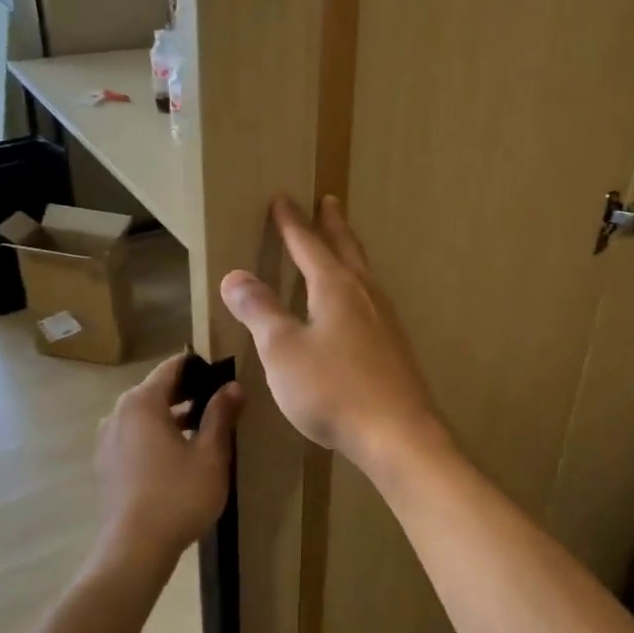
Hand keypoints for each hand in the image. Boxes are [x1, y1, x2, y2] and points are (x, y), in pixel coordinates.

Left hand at [94, 354, 241, 576]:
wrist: (135, 549)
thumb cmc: (178, 495)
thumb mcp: (211, 453)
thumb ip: (221, 414)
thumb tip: (233, 386)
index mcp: (142, 402)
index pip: (173, 368)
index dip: (200, 367)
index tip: (225, 375)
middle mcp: (118, 413)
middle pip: (157, 390)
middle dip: (189, 392)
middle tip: (221, 403)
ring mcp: (108, 439)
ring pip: (145, 415)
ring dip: (173, 416)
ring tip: (204, 430)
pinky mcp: (106, 464)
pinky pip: (135, 435)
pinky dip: (156, 435)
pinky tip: (179, 455)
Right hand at [219, 196, 444, 472]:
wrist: (397, 433)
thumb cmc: (333, 389)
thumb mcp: (283, 350)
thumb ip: (260, 311)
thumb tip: (235, 276)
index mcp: (335, 288)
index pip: (309, 245)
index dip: (292, 223)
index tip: (283, 199)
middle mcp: (365, 295)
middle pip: (346, 250)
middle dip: (333, 225)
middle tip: (329, 201)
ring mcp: (386, 321)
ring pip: (364, 275)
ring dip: (350, 254)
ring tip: (343, 247)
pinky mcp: (395, 347)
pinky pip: (372, 301)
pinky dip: (358, 287)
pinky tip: (358, 308)